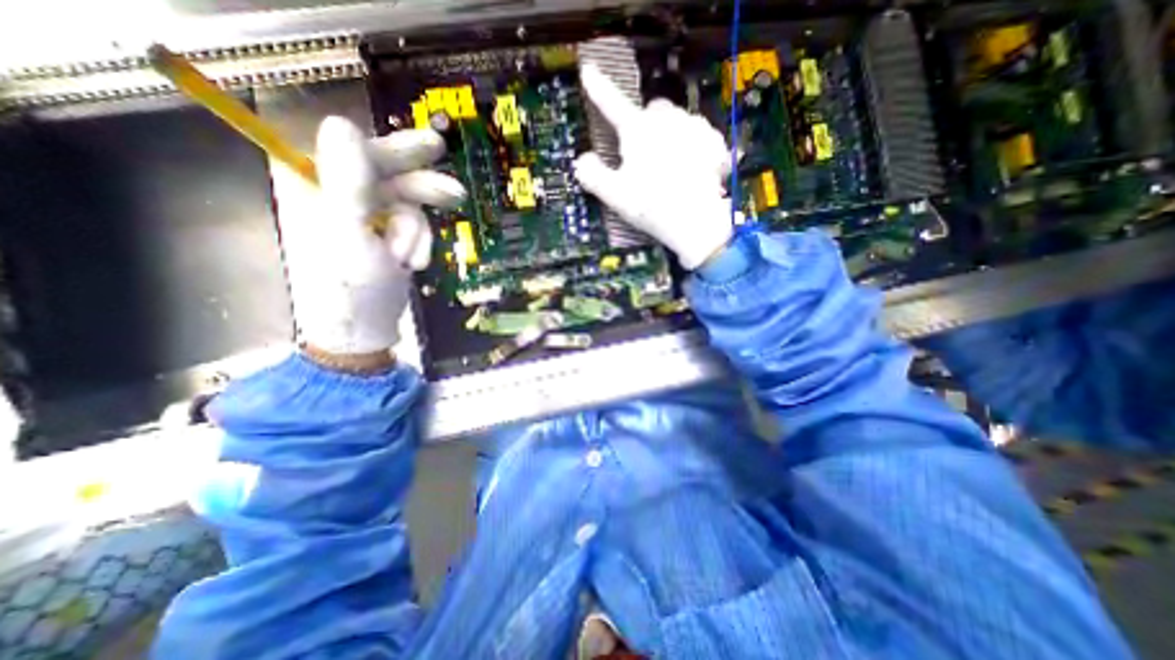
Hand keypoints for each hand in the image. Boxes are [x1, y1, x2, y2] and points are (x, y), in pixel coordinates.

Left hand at [284, 114, 464, 358]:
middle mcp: (336, 197)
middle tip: (456, 194)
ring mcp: (363, 220)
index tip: (434, 150)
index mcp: (313, 188)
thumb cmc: (348, 288)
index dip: (397, 150)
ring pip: (406, 206)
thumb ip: (348, 181)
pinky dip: (418, 244)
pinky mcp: (383, 238)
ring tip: (415, 260)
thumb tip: (342, 123)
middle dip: (422, 191)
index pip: (358, 153)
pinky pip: (411, 228)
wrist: (363, 332)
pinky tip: (414, 264)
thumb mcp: (349, 235)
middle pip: (388, 177)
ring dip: (417, 232)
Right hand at [572, 62, 730, 267]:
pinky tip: (693, 170)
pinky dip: (694, 148)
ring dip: (671, 136)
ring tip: (671, 168)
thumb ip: (593, 175)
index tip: (588, 71)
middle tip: (644, 157)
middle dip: (646, 126)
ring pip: (678, 121)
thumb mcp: (614, 195)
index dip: (598, 88)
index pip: (612, 104)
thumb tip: (582, 160)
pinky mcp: (715, 142)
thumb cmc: (651, 207)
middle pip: (652, 111)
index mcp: (638, 130)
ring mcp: (695, 127)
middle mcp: (667, 119)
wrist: (696, 222)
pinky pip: (700, 136)